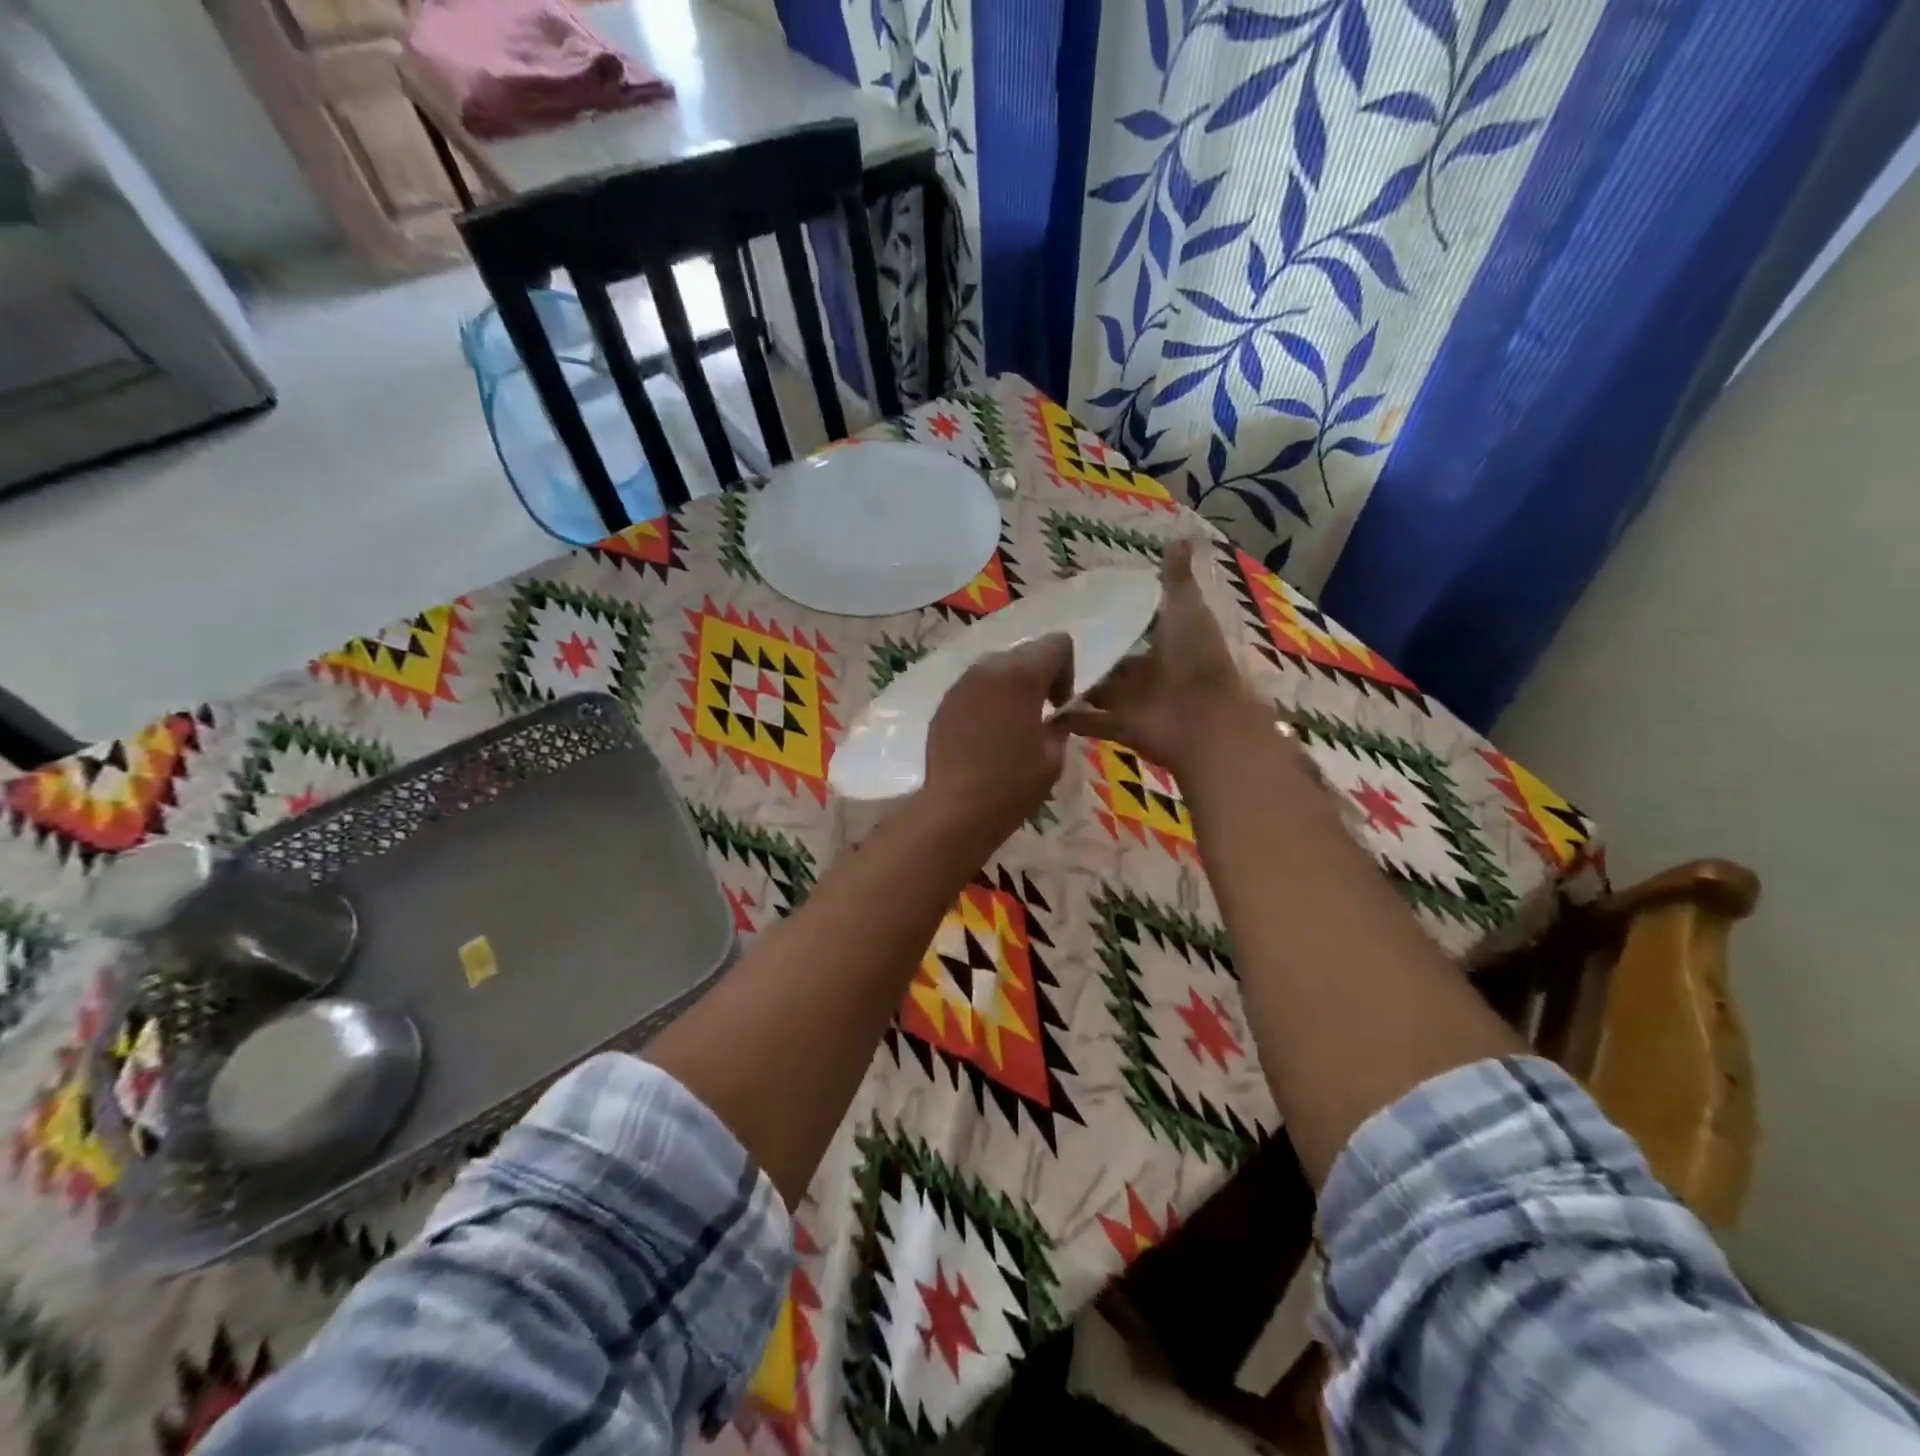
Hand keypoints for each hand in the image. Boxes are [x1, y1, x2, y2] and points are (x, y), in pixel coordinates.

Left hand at [920, 633, 1074, 847]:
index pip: (1057, 643)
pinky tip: (986, 735)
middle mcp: (988, 668)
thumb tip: (1055, 717)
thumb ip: (1060, 724)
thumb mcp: (1054, 756)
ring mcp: (961, 684)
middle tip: (1040, 714)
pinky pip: (974, 688)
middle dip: (1039, 676)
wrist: (956, 809)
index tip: (1060, 706)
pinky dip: (987, 700)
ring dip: (1011, 687)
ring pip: (996, 668)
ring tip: (1012, 725)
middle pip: (1025, 652)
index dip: (1067, 670)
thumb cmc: (1012, 784)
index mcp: (1021, 674)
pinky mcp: (944, 703)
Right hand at [1055, 538, 1270, 775]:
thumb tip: (1179, 535)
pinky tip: (1039, 708)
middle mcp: (1148, 673)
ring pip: (1098, 691)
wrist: (1205, 720)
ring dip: (1073, 684)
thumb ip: (1176, 579)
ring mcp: (1133, 703)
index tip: (1079, 604)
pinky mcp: (1119, 728)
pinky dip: (1067, 718)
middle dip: (1087, 653)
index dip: (1113, 616)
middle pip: (1113, 662)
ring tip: (1033, 670)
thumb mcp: (1187, 610)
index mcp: (1167, 644)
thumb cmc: (1197, 660)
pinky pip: (1088, 721)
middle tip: (1045, 639)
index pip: (1136, 627)